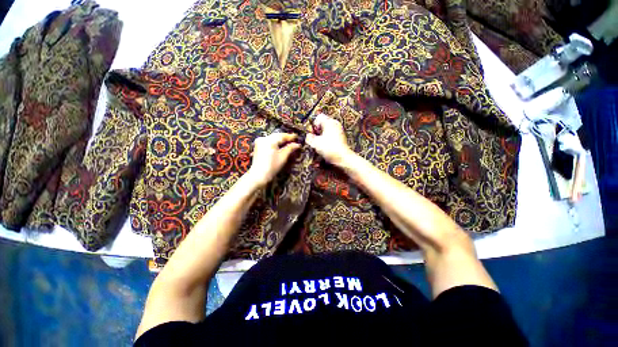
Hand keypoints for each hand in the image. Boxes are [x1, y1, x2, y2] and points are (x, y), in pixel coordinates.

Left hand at [247, 133, 300, 186]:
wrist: (259, 175)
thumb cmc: (272, 166)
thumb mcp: (283, 157)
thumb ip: (290, 148)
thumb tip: (297, 144)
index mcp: (269, 140)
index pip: (282, 136)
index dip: (290, 136)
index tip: (297, 136)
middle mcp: (263, 139)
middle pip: (277, 136)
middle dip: (285, 138)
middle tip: (294, 140)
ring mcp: (259, 142)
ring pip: (272, 139)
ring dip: (280, 141)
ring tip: (288, 143)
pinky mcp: (258, 147)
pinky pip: (268, 142)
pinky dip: (275, 143)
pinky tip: (280, 146)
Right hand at [306, 113, 352, 165]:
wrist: (343, 158)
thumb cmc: (330, 149)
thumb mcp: (315, 143)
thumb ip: (309, 138)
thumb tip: (308, 136)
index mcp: (329, 122)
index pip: (318, 117)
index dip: (313, 125)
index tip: (312, 133)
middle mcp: (335, 124)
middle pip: (323, 124)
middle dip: (317, 131)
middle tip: (315, 139)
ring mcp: (339, 131)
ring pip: (327, 130)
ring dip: (321, 136)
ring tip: (319, 144)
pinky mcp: (341, 138)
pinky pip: (331, 136)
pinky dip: (327, 140)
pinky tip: (325, 147)